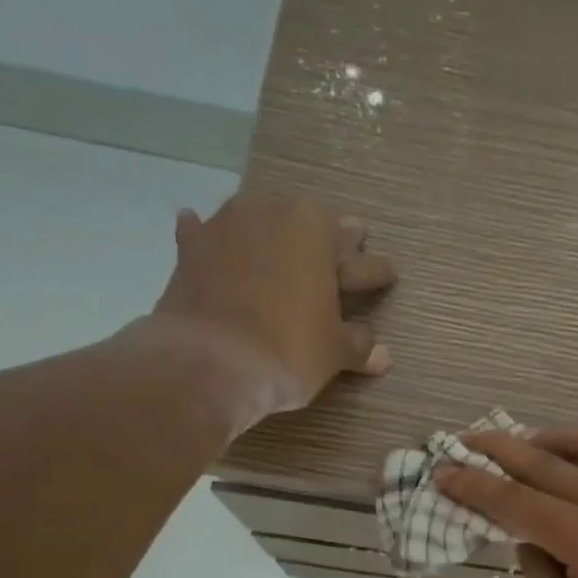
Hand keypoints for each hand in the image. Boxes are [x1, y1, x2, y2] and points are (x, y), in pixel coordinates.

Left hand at [144, 192, 395, 424]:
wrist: (207, 363)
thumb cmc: (287, 351)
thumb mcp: (333, 352)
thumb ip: (358, 345)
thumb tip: (382, 355)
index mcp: (317, 231)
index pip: (357, 254)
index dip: (374, 270)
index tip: (387, 273)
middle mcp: (272, 214)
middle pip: (308, 225)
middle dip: (327, 240)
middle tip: (343, 248)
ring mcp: (226, 227)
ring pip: (257, 221)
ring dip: (269, 230)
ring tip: (276, 236)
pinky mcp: (190, 250)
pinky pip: (203, 234)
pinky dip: (208, 236)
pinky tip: (201, 229)